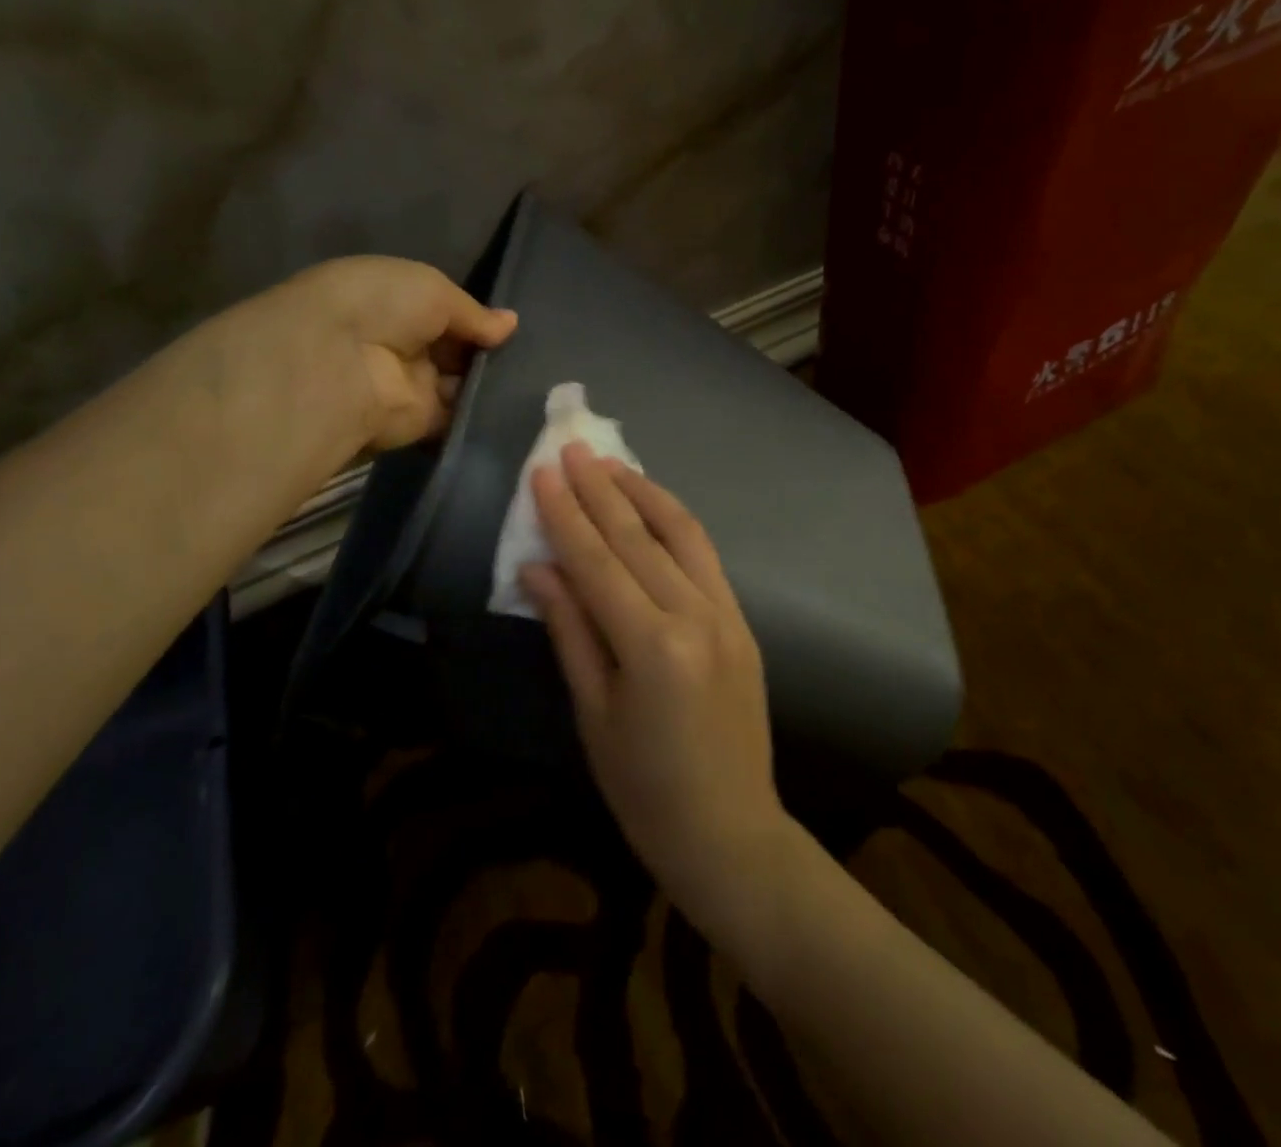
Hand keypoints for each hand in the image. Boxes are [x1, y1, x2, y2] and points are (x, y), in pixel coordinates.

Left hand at [276, 256, 516, 452]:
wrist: (340, 362)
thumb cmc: (383, 306)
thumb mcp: (434, 290)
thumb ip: (475, 313)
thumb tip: (511, 324)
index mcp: (395, 303)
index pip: (444, 313)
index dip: (477, 319)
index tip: (510, 327)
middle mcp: (402, 344)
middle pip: (456, 351)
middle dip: (488, 352)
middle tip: (532, 355)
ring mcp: (410, 386)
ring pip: (461, 385)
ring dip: (490, 383)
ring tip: (533, 379)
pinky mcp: (420, 424)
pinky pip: (458, 418)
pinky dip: (483, 415)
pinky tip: (519, 407)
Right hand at [520, 444, 789, 915]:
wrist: (730, 831)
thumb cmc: (644, 789)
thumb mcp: (593, 713)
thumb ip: (570, 630)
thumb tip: (537, 567)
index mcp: (652, 645)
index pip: (598, 561)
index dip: (566, 514)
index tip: (543, 472)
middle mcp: (695, 615)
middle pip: (638, 537)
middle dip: (601, 489)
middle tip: (572, 448)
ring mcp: (726, 614)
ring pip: (681, 534)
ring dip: (643, 493)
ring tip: (611, 465)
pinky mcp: (742, 620)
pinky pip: (705, 557)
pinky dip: (675, 523)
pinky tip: (653, 507)